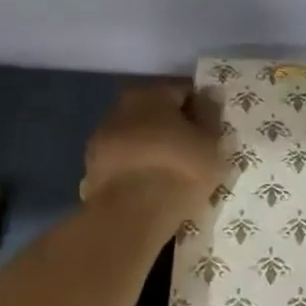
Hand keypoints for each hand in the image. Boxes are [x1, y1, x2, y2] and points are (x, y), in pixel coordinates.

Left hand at [80, 83, 223, 215]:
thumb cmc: (180, 169)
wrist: (132, 214)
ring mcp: (101, 138)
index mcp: (151, 94)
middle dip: (175, 127)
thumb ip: (211, 114)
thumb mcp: (211, 142)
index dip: (202, 109)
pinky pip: (125, 161)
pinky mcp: (92, 168)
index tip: (213, 130)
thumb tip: (209, 93)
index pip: (183, 91)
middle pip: (156, 112)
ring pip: (138, 136)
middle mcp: (121, 107)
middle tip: (196, 151)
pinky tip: (153, 186)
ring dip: (154, 147)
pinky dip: (138, 167)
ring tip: (174, 172)